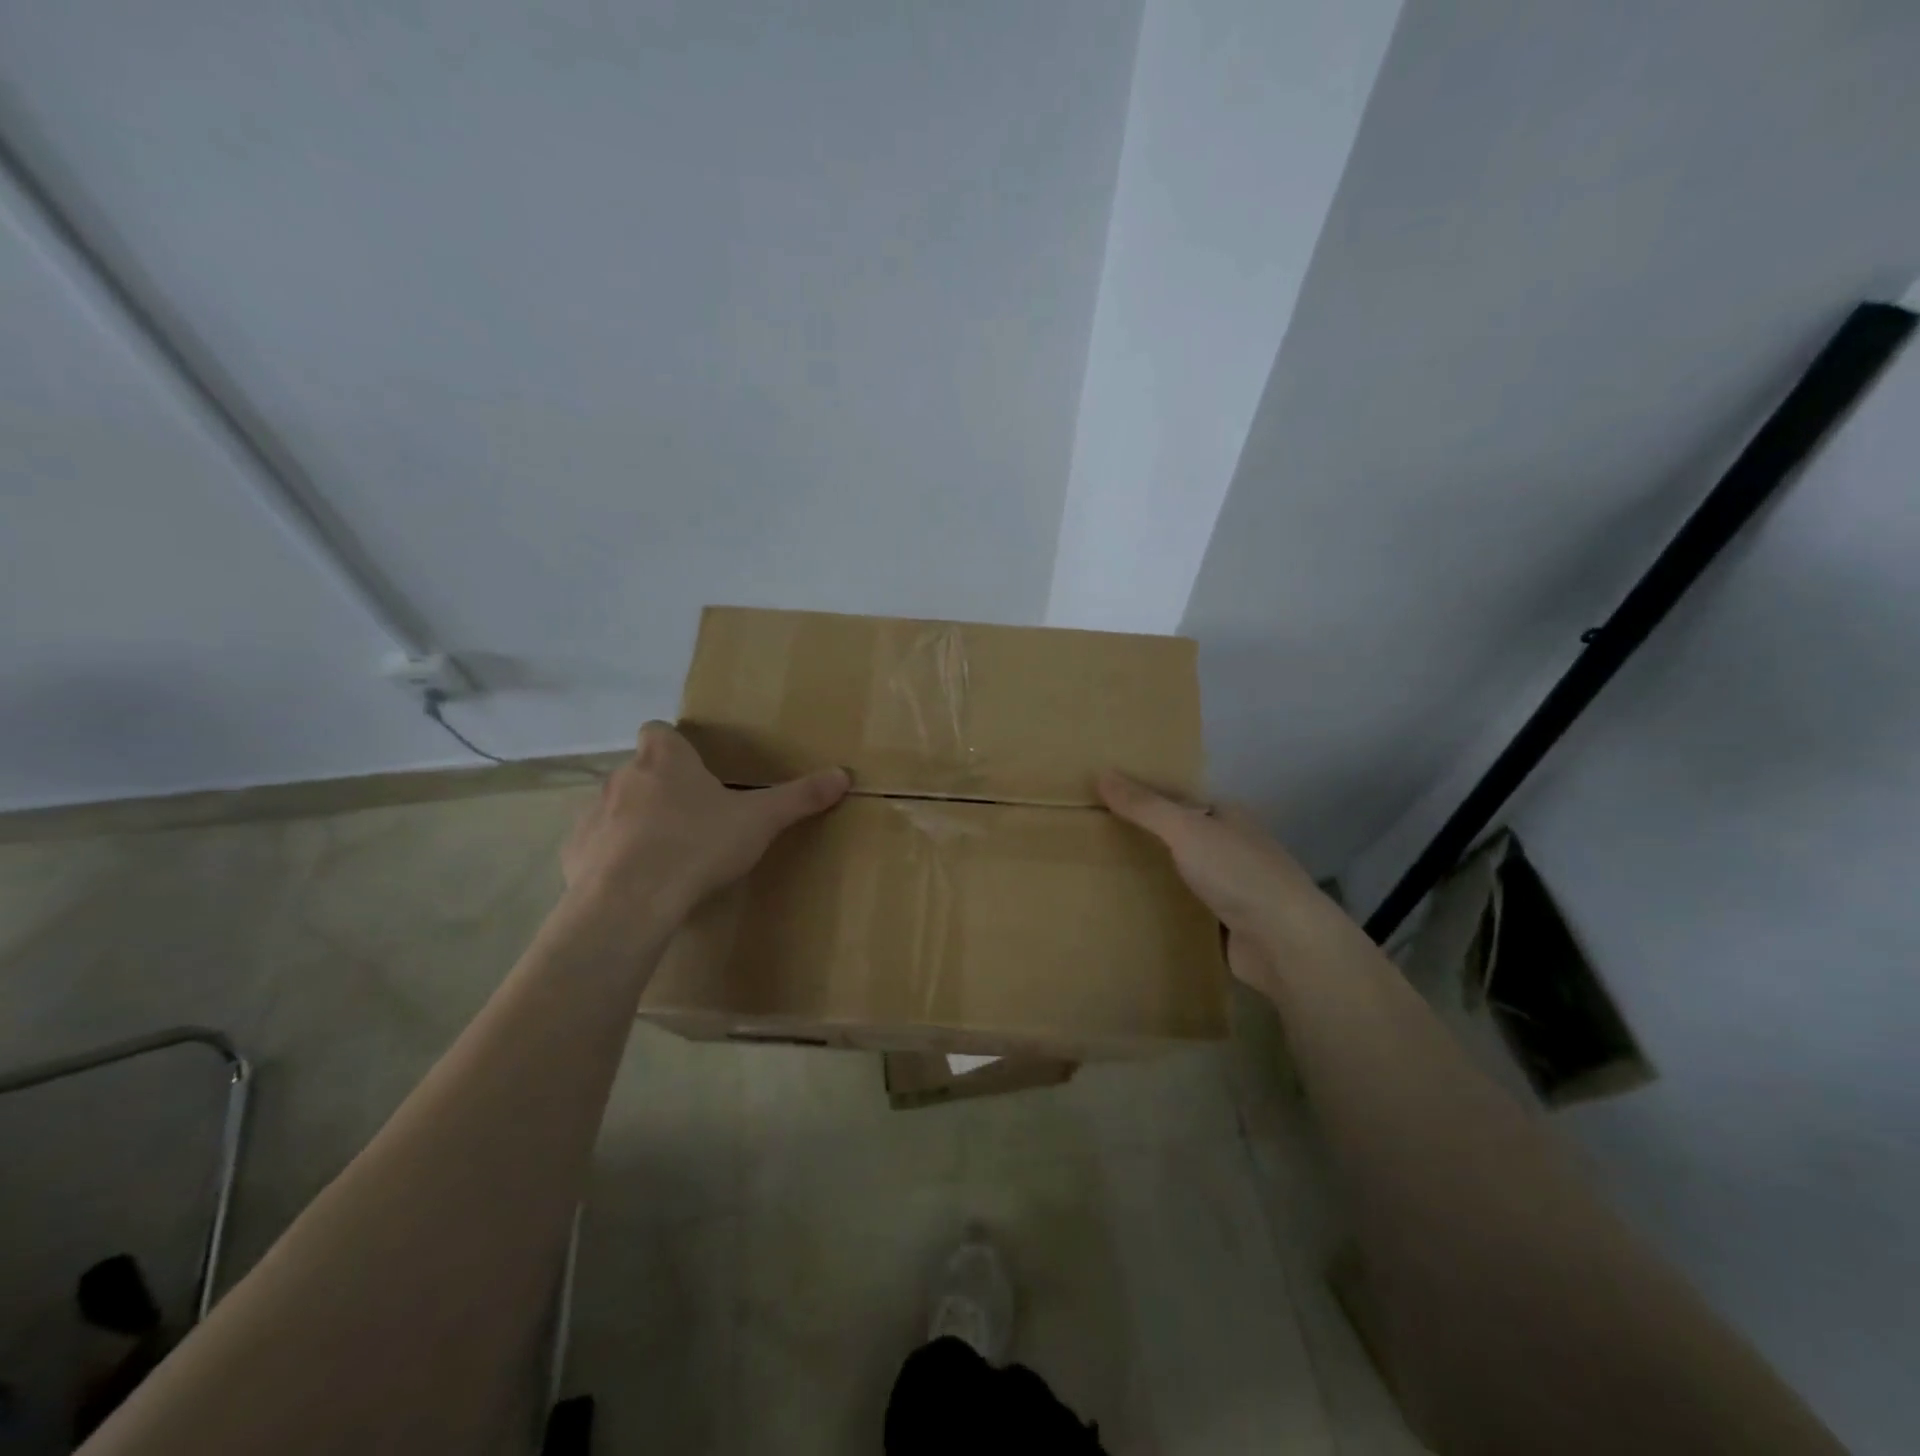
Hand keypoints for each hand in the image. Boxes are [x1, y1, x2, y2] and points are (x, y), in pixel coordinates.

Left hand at [562, 721, 849, 925]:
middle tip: (694, 820)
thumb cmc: (698, 845)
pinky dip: (613, 859)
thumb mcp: (759, 821)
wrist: (631, 901)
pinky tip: (637, 884)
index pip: (659, 731)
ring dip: (635, 823)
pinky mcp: (573, 854)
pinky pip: (596, 847)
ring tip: (666, 856)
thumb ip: (799, 797)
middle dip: (661, 789)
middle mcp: (622, 776)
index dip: (674, 746)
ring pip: (616, 809)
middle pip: (640, 772)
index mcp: (664, 759)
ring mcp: (592, 815)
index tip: (695, 770)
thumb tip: (843, 774)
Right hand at [1097, 769, 1335, 989]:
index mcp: (1228, 815)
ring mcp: (1233, 886)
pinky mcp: (1228, 923)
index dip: (1144, 795)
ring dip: (1154, 872)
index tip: (1103, 800)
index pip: (1179, 797)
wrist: (1286, 942)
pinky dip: (1165, 906)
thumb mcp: (1186, 830)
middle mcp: (1232, 846)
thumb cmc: (1238, 873)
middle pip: (1180, 834)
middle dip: (1145, 835)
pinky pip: (1187, 907)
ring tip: (1104, 872)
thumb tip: (1102, 773)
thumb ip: (1145, 806)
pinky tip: (1134, 908)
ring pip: (1183, 871)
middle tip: (1094, 836)